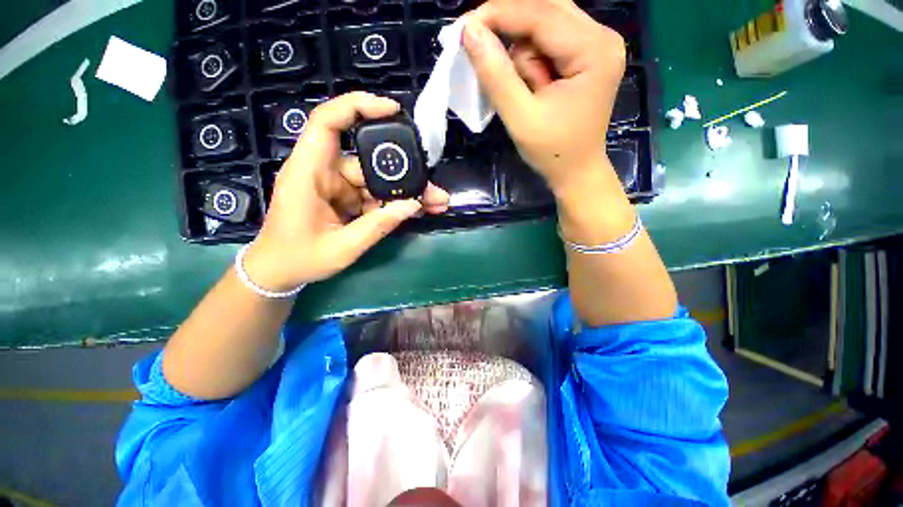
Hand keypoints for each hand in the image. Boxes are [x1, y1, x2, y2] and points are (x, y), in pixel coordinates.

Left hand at [243, 92, 449, 291]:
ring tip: (434, 203)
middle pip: (368, 160)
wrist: (279, 272)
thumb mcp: (342, 247)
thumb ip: (378, 226)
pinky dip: (394, 203)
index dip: (358, 107)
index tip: (393, 111)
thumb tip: (414, 205)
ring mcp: (337, 186)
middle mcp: (324, 172)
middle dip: (404, 173)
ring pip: (377, 180)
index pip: (328, 122)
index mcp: (308, 173)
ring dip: (405, 192)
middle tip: (433, 189)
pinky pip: (374, 195)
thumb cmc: (300, 259)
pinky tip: (417, 210)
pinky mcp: (345, 198)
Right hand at [462, 0, 626, 193]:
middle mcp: (601, 36)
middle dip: (509, 31)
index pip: (539, 13)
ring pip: (544, 23)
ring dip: (522, 53)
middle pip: (544, 9)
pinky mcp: (586, 54)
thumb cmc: (552, 152)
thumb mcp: (520, 118)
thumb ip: (496, 75)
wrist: (576, 171)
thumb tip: (470, 32)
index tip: (462, 28)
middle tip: (482, 53)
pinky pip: (549, 39)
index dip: (497, 14)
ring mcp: (596, 43)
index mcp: (593, 50)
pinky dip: (530, 58)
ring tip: (526, 92)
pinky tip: (531, 84)